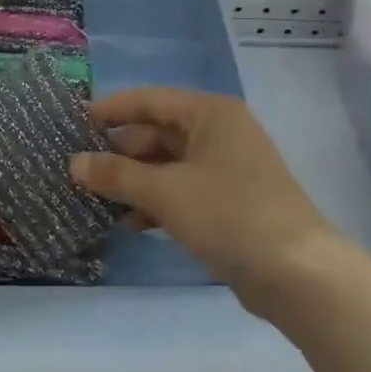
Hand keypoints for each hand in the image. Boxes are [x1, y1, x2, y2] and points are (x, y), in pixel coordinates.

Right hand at [70, 88, 341, 309]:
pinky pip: (182, 191)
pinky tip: (129, 224)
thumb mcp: (165, 192)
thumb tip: (74, 162)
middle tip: (78, 171)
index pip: (151, 100)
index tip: (75, 121)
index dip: (112, 109)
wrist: (296, 272)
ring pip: (168, 166)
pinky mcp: (229, 202)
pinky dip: (156, 203)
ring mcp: (227, 169)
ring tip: (95, 200)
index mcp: (211, 114)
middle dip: (120, 153)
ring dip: (134, 182)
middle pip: (158, 133)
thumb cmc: (229, 214)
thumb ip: (117, 174)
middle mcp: (220, 133)